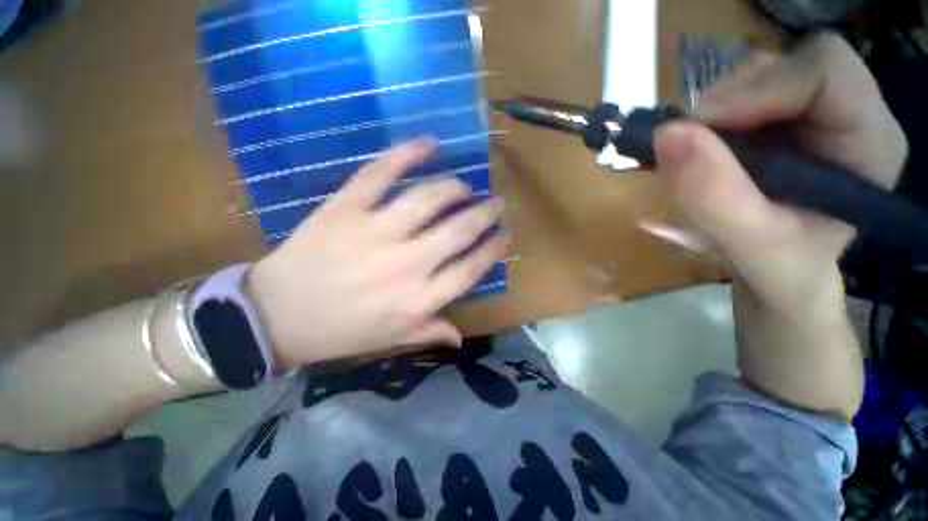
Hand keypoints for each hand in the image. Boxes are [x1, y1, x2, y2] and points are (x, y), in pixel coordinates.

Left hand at [247, 138, 505, 369]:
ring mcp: (375, 233)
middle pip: (458, 231)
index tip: (502, 236)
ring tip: (464, 185)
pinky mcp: (345, 209)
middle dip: (484, 213)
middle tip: (496, 203)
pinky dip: (406, 154)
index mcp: (418, 300)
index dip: (491, 250)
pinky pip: (380, 174)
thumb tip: (460, 336)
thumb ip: (429, 333)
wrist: (275, 316)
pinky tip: (428, 143)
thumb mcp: (391, 341)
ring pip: (428, 199)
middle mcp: (406, 265)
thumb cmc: (339, 333)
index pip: (470, 270)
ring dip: (455, 188)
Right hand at [654, 33, 907, 315]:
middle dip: (729, 100)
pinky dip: (709, 119)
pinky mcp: (783, 119)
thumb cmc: (780, 268)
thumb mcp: (749, 244)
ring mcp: (814, 112)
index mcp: (869, 141)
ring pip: (758, 75)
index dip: (758, 88)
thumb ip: (714, 195)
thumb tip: (667, 136)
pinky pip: (741, 94)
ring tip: (696, 155)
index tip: (700, 130)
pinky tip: (702, 151)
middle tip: (689, 145)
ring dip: (714, 111)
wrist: (779, 273)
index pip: (824, 69)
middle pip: (787, 64)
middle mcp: (850, 112)